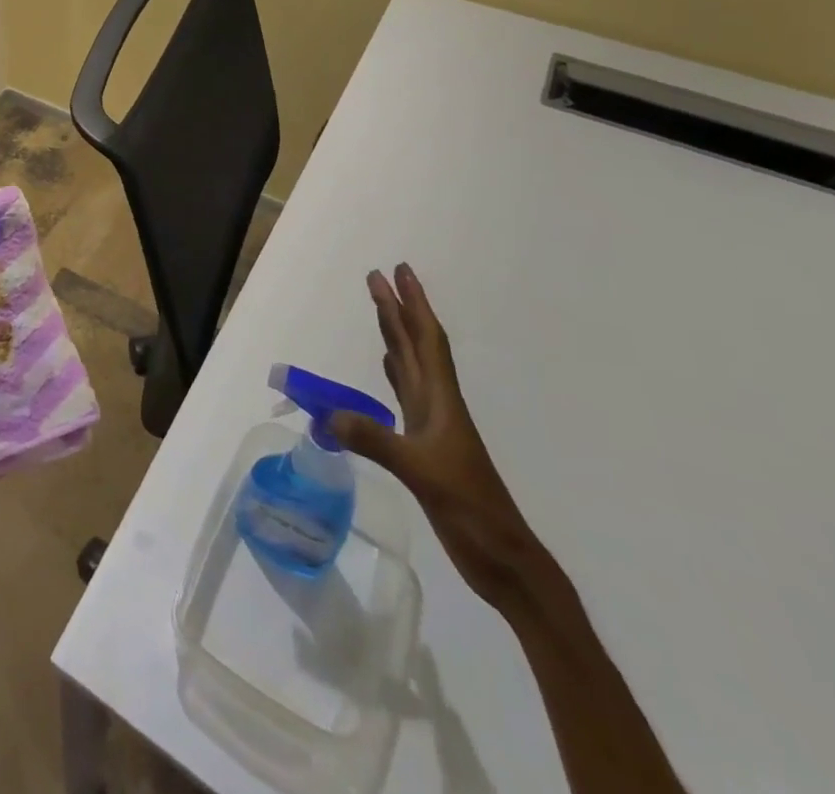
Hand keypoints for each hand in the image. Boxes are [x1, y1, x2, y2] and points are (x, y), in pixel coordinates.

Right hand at [330, 264, 550, 610]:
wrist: (506, 562)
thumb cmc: (472, 513)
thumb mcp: (422, 475)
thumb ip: (377, 442)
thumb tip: (328, 415)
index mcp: (442, 404)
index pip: (426, 342)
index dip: (413, 306)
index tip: (398, 272)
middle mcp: (438, 405)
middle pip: (415, 346)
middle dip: (398, 309)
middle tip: (378, 276)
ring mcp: (433, 426)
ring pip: (411, 366)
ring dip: (395, 334)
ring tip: (381, 309)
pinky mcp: (425, 445)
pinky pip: (405, 394)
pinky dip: (394, 371)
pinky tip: (387, 364)